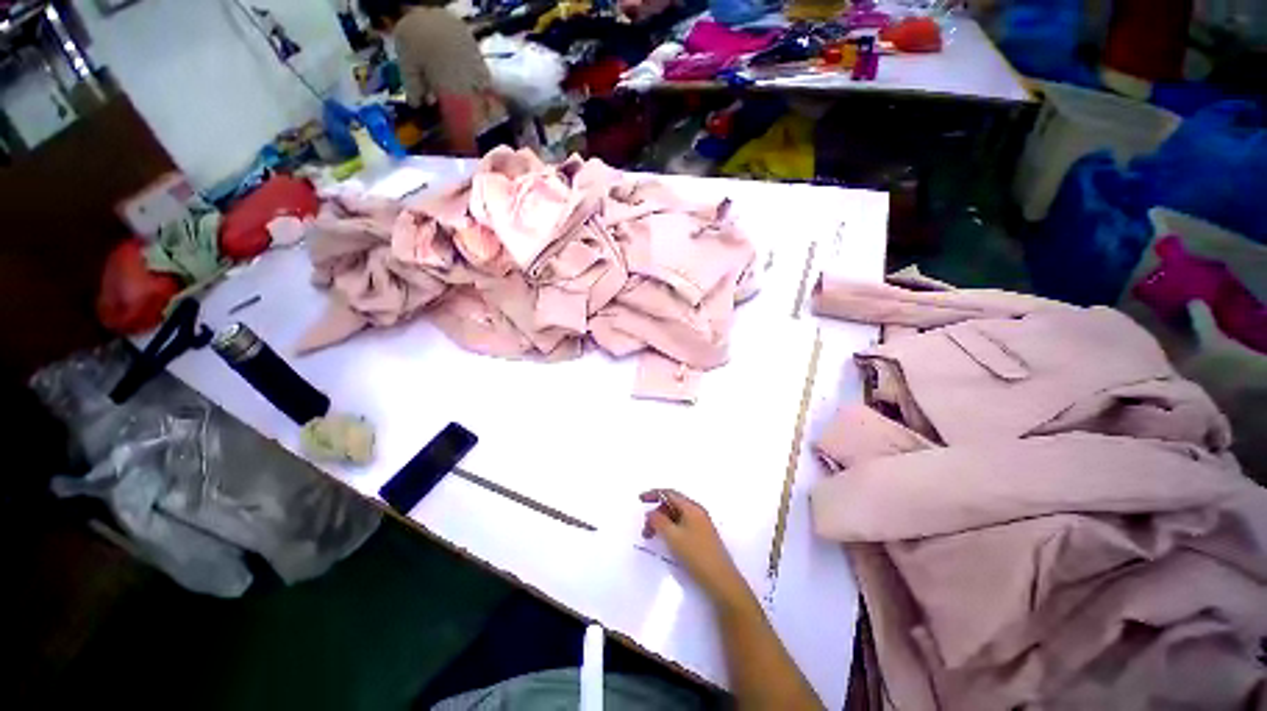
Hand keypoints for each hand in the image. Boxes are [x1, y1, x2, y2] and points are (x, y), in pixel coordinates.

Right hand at [640, 489, 750, 608]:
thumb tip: (651, 512)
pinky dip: (670, 530)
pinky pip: (682, 525)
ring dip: (662, 523)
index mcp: (691, 508)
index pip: (670, 493)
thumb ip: (659, 521)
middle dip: (657, 513)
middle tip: (645, 529)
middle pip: (672, 504)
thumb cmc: (696, 555)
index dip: (654, 494)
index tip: (640, 499)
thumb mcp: (673, 537)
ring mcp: (700, 525)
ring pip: (676, 516)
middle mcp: (697, 512)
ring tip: (652, 538)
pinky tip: (666, 541)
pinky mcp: (702, 537)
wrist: (721, 581)